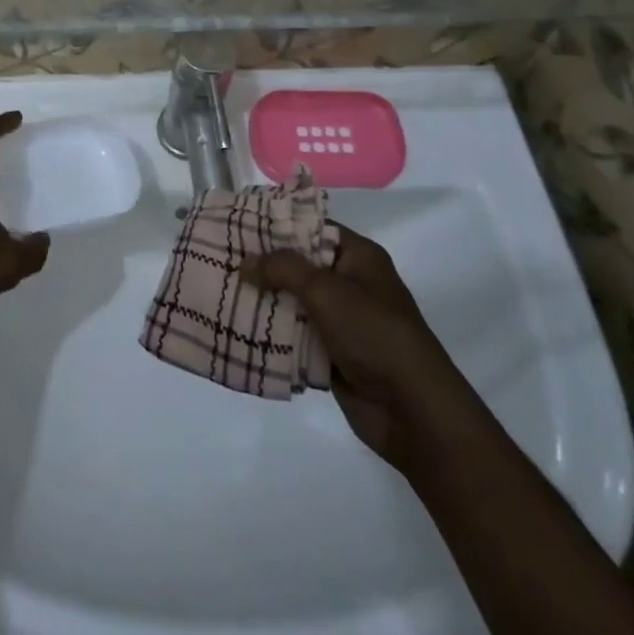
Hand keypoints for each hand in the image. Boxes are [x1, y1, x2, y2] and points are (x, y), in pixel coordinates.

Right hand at [242, 226, 464, 471]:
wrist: (413, 412)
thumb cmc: (375, 334)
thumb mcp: (327, 290)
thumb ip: (282, 269)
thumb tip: (245, 261)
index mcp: (358, 257)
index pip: (312, 227)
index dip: (277, 224)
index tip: (238, 223)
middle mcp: (350, 283)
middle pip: (298, 265)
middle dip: (262, 264)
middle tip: (220, 256)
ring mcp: (341, 320)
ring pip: (292, 301)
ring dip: (263, 299)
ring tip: (219, 288)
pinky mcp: (332, 353)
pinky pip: (294, 334)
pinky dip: (271, 332)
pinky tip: (236, 325)